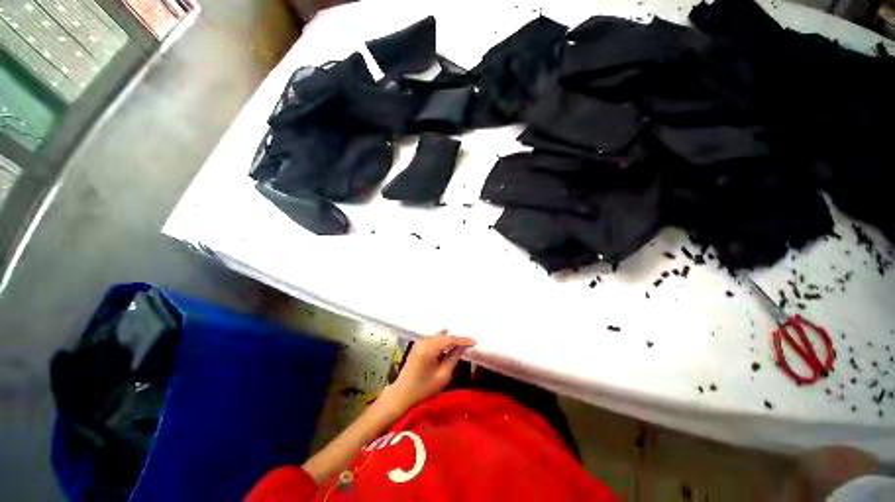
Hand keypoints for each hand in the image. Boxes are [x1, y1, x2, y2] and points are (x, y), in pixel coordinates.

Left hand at [382, 330, 475, 413]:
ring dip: (449, 339)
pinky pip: (433, 339)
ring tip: (461, 341)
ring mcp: (419, 343)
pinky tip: (447, 338)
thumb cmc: (423, 388)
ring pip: (438, 337)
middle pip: (444, 337)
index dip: (462, 340)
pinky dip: (441, 340)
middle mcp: (424, 342)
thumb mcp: (442, 375)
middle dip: (457, 339)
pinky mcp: (418, 346)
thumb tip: (462, 347)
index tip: (474, 342)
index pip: (450, 340)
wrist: (402, 394)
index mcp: (429, 348)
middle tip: (469, 342)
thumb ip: (453, 358)